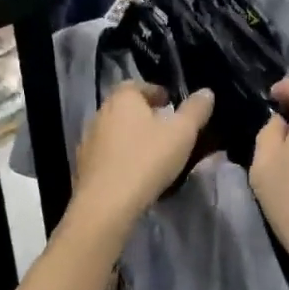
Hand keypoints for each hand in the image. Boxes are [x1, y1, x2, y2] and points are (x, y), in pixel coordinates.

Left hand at [71, 82, 214, 231]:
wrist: (106, 204)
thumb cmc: (147, 160)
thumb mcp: (181, 133)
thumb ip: (195, 110)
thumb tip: (206, 92)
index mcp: (122, 98)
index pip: (138, 85)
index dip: (156, 93)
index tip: (170, 104)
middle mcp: (100, 113)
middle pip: (124, 108)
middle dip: (143, 115)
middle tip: (164, 128)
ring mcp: (88, 140)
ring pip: (114, 132)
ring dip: (130, 137)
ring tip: (151, 153)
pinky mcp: (82, 166)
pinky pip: (106, 154)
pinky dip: (119, 157)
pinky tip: (133, 172)